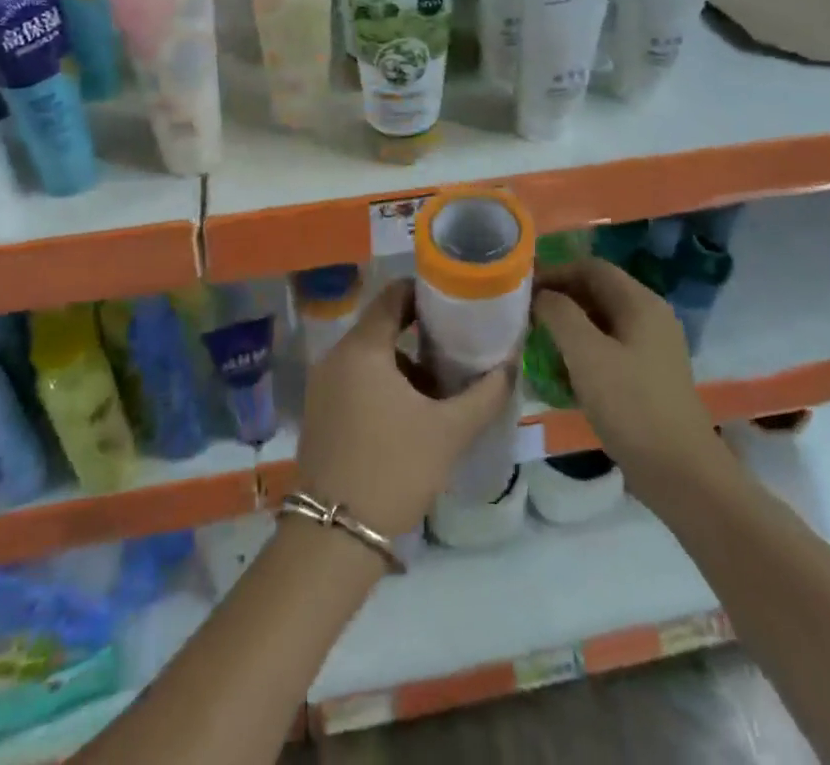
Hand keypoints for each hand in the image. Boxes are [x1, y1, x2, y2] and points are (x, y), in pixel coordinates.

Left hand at [295, 280, 513, 537]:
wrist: (335, 535)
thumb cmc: (394, 469)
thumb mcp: (449, 431)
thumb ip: (484, 394)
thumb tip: (509, 366)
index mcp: (363, 348)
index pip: (393, 295)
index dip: (425, 293)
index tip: (455, 303)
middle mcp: (336, 356)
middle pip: (382, 325)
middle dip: (420, 333)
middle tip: (457, 346)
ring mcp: (323, 384)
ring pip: (370, 356)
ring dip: (404, 364)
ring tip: (440, 388)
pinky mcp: (320, 411)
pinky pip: (356, 379)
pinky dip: (384, 384)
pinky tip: (411, 415)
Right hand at [533, 259, 722, 509]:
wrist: (680, 473)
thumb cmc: (631, 405)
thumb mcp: (587, 354)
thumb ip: (559, 314)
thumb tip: (540, 295)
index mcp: (640, 303)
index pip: (591, 267)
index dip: (555, 272)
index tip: (522, 289)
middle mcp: (649, 317)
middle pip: (596, 293)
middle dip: (559, 300)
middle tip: (523, 316)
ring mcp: (650, 349)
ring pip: (600, 323)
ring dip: (567, 328)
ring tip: (535, 343)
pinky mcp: (646, 377)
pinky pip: (607, 350)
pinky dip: (582, 353)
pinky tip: (560, 374)